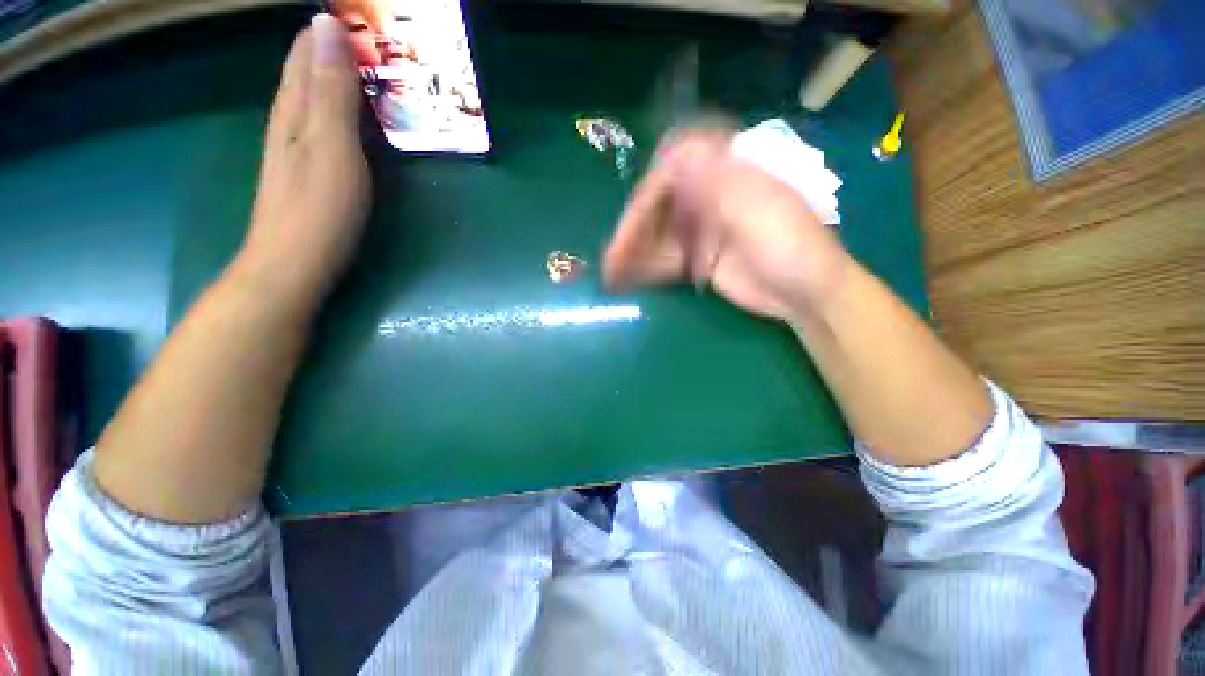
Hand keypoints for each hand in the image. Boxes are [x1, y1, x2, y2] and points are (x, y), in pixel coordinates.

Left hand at [238, 14, 369, 309]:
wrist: (293, 264)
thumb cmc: (318, 209)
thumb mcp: (331, 146)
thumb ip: (331, 91)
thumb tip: (326, 26)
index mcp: (295, 107)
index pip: (308, 50)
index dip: (330, 30)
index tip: (362, 17)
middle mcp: (290, 119)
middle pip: (308, 69)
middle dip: (335, 48)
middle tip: (373, 38)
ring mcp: (297, 146)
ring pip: (314, 95)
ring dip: (338, 76)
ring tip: (368, 66)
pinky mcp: (308, 169)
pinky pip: (323, 123)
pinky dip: (340, 107)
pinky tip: (353, 113)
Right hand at [604, 127, 850, 323]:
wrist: (806, 294)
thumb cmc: (791, 245)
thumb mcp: (758, 208)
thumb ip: (716, 183)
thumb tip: (673, 155)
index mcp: (725, 174)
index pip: (674, 168)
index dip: (650, 190)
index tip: (635, 217)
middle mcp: (707, 197)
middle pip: (659, 205)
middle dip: (633, 230)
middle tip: (613, 258)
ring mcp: (700, 230)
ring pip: (657, 235)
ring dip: (633, 252)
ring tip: (611, 273)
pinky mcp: (697, 258)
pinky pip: (665, 259)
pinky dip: (645, 268)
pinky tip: (627, 279)